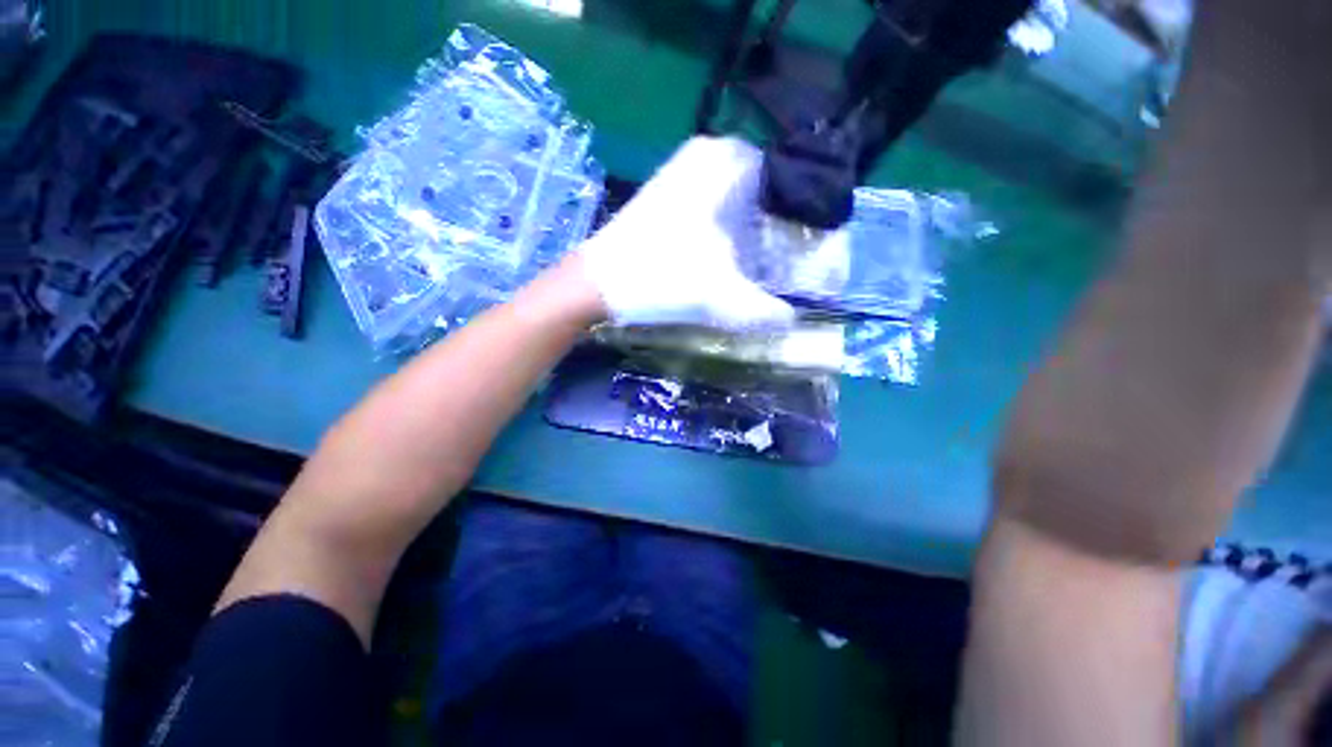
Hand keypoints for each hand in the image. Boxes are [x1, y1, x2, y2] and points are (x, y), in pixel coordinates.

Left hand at [578, 136, 795, 330]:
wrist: (598, 283)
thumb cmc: (660, 279)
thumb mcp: (720, 298)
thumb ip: (763, 310)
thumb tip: (792, 319)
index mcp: (724, 163)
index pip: (784, 173)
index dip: (800, 208)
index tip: (806, 240)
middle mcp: (703, 154)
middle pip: (760, 182)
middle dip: (775, 214)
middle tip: (785, 247)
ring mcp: (679, 171)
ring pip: (734, 188)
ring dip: (750, 217)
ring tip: (761, 250)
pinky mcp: (665, 192)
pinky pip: (711, 196)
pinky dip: (726, 218)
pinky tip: (728, 246)